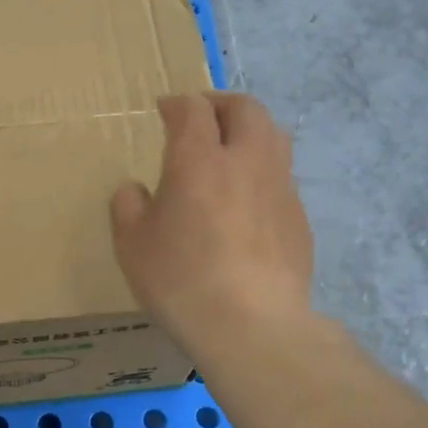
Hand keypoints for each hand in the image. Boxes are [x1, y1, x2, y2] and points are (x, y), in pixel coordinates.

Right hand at [111, 94, 317, 362]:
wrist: (250, 324)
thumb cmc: (180, 279)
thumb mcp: (132, 246)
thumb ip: (128, 207)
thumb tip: (134, 189)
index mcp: (199, 159)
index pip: (192, 110)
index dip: (176, 103)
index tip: (164, 109)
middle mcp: (246, 160)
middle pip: (245, 109)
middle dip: (221, 104)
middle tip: (203, 116)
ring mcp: (280, 187)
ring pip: (273, 136)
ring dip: (250, 132)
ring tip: (231, 150)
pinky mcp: (299, 218)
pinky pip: (282, 178)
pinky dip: (263, 174)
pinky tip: (248, 203)